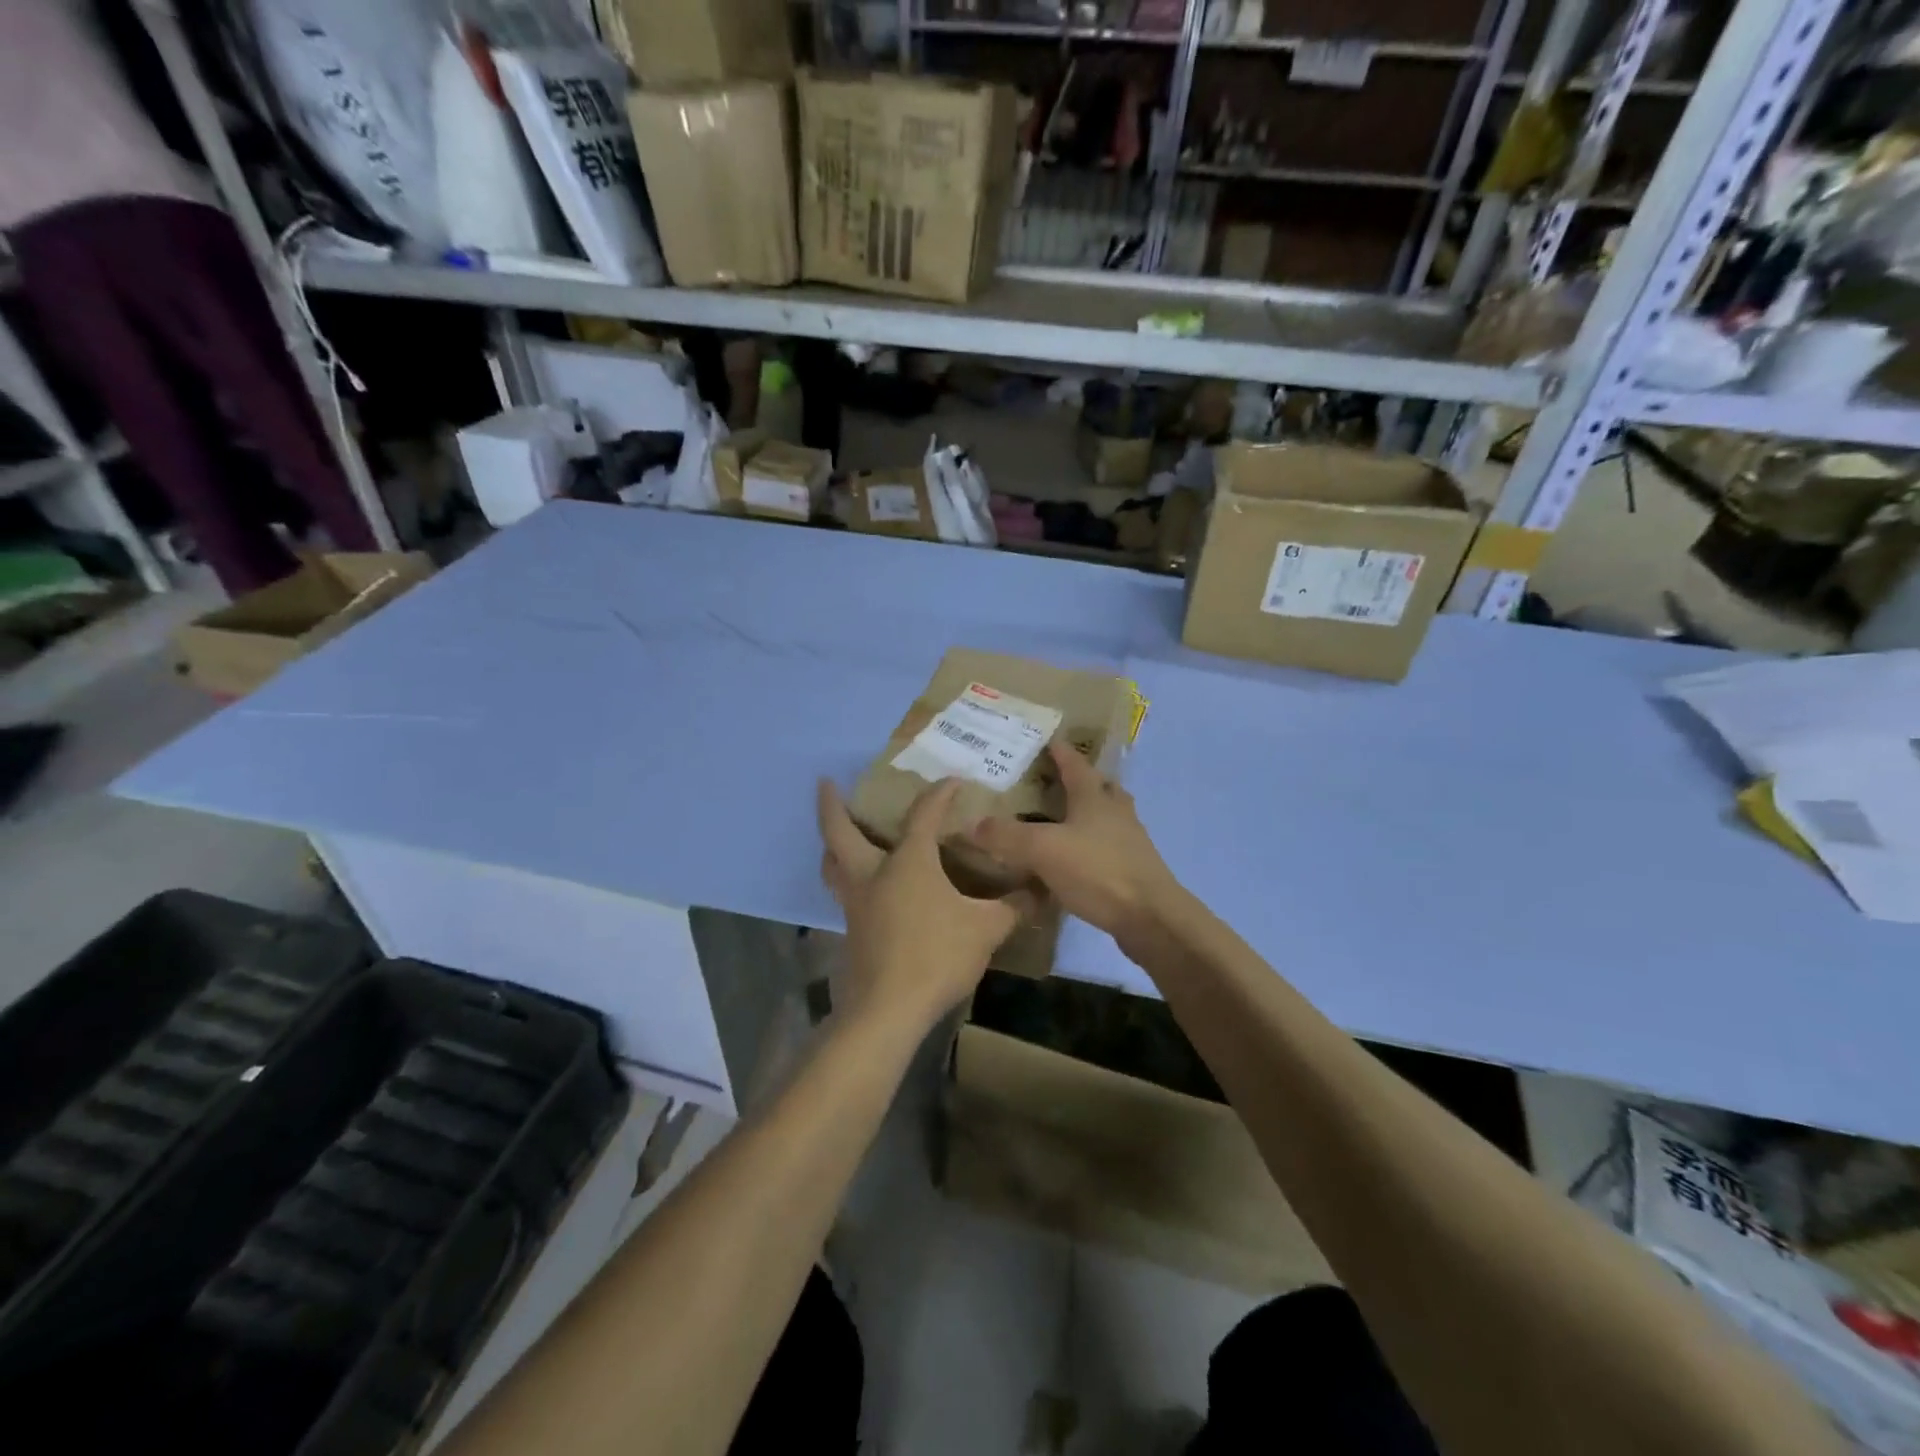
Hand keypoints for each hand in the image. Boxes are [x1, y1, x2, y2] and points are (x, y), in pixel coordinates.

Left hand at [817, 777, 1028, 1032]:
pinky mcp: (852, 930)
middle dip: (830, 805)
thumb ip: (1012, 908)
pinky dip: (845, 877)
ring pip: (832, 863)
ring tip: (837, 834)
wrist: (890, 1009)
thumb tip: (1039, 893)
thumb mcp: (986, 929)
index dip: (940, 794)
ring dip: (831, 844)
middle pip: (839, 832)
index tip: (953, 781)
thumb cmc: (937, 956)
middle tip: (825, 783)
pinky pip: (843, 891)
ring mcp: (856, 903)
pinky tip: (865, 888)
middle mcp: (873, 874)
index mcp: (908, 861)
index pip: (923, 814)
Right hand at [969, 742, 1179, 947]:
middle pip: (1101, 787)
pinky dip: (1095, 844)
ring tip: (1068, 819)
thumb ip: (1007, 836)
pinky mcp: (1135, 870)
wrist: (1151, 917)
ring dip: (1092, 812)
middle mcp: (1116, 812)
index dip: (1061, 752)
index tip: (1050, 739)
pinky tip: (1080, 859)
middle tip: (1059, 781)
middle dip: (1083, 780)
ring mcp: (1131, 841)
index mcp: (1095, 798)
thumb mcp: (1043, 851)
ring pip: (1110, 816)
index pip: (1075, 765)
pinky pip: (1112, 846)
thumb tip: (973, 823)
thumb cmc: (1098, 872)